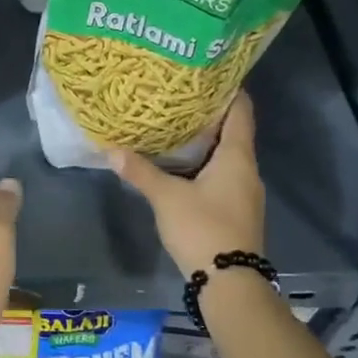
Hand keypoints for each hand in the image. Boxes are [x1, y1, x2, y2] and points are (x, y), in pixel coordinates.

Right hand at [109, 94, 264, 278]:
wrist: (230, 282)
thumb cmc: (203, 228)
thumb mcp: (166, 198)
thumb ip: (140, 172)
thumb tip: (111, 150)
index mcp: (237, 158)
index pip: (241, 112)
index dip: (229, 91)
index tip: (208, 75)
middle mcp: (247, 170)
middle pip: (233, 133)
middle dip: (209, 116)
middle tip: (179, 99)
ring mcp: (245, 192)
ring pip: (227, 156)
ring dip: (206, 143)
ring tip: (176, 128)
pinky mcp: (238, 210)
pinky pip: (223, 175)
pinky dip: (206, 165)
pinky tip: (183, 166)